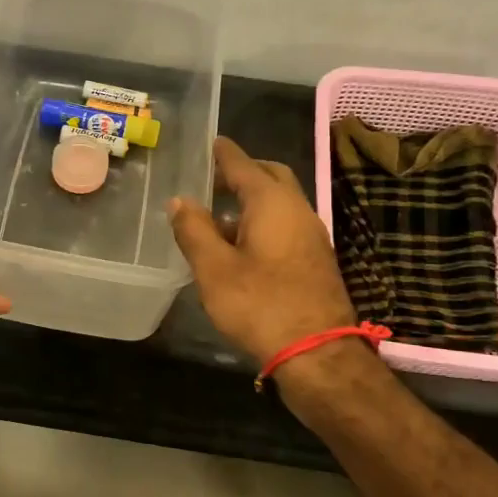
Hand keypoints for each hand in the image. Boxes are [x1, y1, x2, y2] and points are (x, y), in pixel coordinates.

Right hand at [169, 136, 357, 367]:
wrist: (317, 354)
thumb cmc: (260, 305)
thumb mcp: (214, 269)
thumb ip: (194, 230)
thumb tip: (180, 200)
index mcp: (272, 203)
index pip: (244, 165)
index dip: (224, 153)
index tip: (210, 142)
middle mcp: (297, 211)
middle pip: (270, 178)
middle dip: (243, 172)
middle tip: (212, 178)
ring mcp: (311, 236)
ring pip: (280, 203)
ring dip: (251, 201)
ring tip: (217, 215)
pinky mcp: (314, 260)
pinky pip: (285, 225)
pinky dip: (262, 222)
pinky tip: (239, 246)